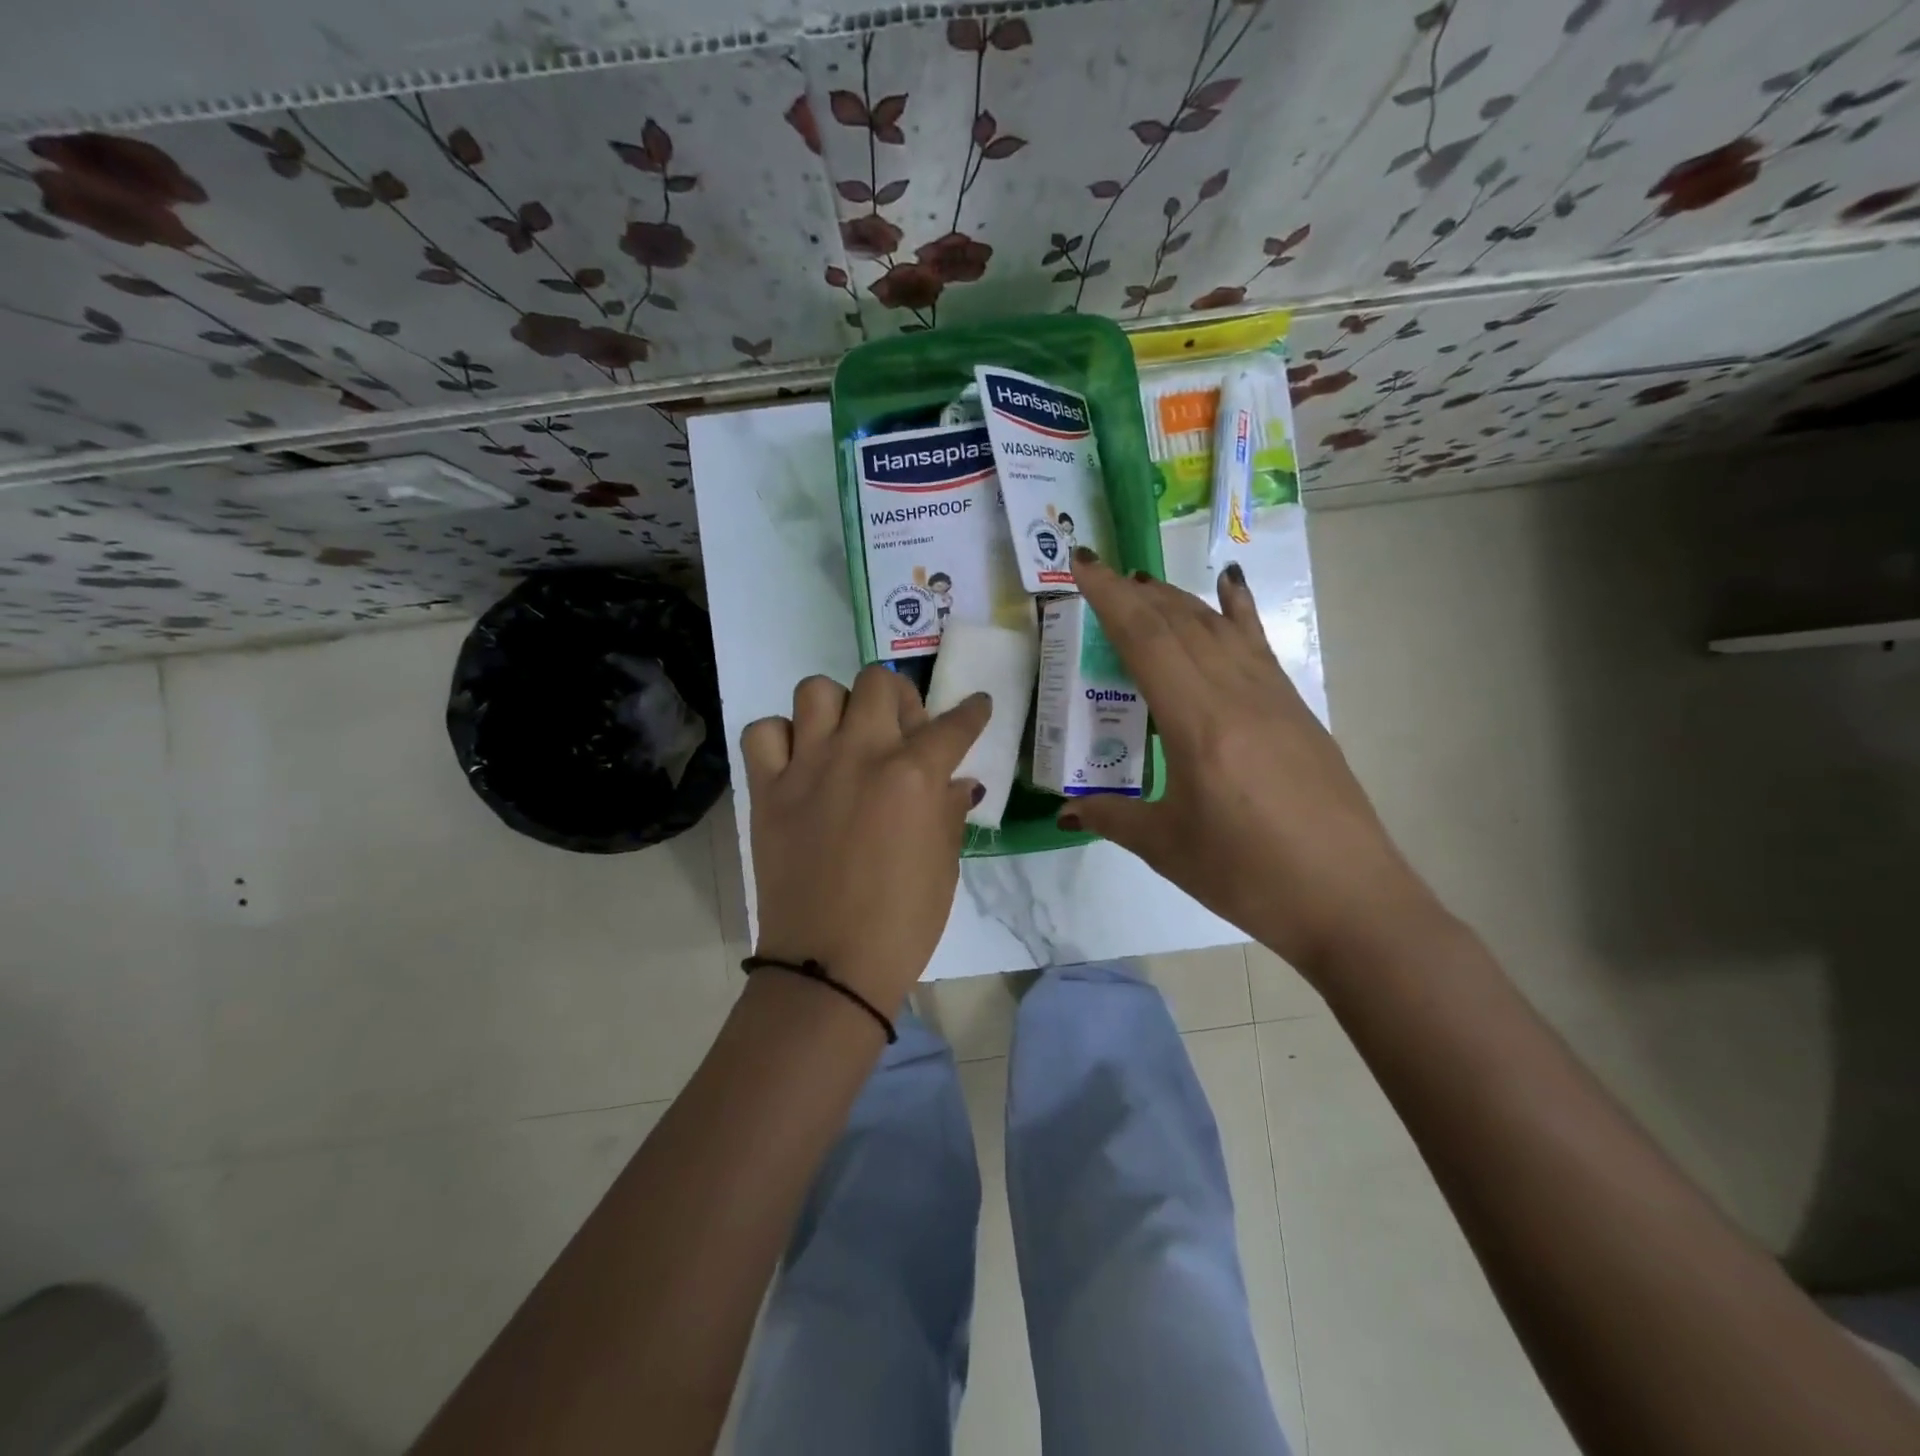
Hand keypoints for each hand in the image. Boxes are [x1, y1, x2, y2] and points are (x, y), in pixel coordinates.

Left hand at [742, 666, 989, 1017]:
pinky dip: (781, 736)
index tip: (978, 706)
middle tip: (902, 730)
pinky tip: (799, 760)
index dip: (973, 712)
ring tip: (846, 737)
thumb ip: (949, 811)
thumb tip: (956, 782)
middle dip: (900, 697)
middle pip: (878, 682)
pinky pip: (764, 732)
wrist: (828, 965)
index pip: (954, 725)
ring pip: (816, 690)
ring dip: (838, 706)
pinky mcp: (767, 789)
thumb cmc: (902, 922)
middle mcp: (860, 754)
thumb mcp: (944, 865)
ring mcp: (807, 767)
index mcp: (913, 775)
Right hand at [1061, 549, 1442, 979]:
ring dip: (1177, 599)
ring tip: (1144, 584)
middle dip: (1136, 592)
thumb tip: (1066, 810)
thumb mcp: (1168, 848)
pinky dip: (1237, 612)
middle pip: (1180, 623)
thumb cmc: (1250, 878)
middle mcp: (1237, 695)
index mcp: (1198, 723)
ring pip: (1218, 628)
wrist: (1352, 902)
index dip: (1110, 597)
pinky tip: (1231, 587)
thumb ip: (1112, 817)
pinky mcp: (1298, 710)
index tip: (1083, 563)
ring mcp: (1274, 698)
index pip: (1147, 640)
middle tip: (1101, 574)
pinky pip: (1257, 646)